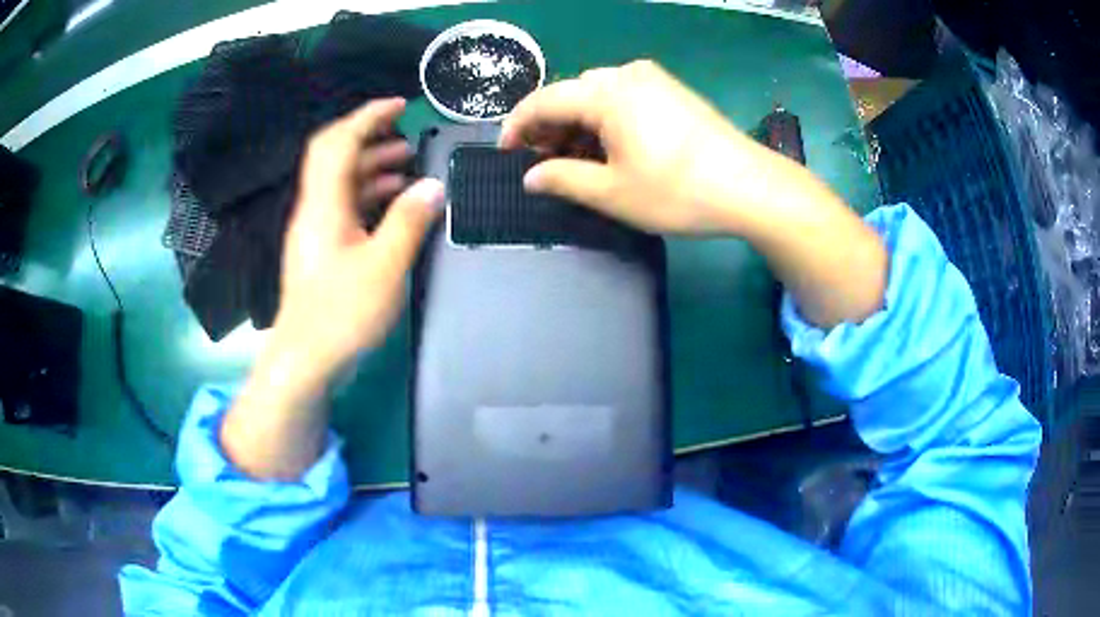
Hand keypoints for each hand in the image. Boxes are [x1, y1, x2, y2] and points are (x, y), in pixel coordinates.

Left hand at [222, 99, 442, 479]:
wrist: (305, 360)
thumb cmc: (341, 314)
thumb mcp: (385, 267)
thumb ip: (409, 221)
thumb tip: (432, 186)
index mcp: (324, 206)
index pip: (338, 142)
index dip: (366, 117)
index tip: (399, 106)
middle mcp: (315, 211)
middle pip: (336, 158)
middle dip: (371, 140)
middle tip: (408, 138)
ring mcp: (316, 233)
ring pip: (342, 184)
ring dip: (372, 169)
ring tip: (408, 167)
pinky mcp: (322, 252)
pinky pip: (345, 209)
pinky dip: (369, 197)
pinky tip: (394, 205)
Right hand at [500, 60, 790, 234]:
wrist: (750, 187)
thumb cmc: (678, 191)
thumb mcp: (612, 193)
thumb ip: (562, 179)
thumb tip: (531, 176)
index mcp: (606, 93)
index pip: (543, 100)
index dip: (517, 126)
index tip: (504, 152)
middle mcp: (626, 74)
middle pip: (570, 94)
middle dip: (549, 127)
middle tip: (543, 163)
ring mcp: (653, 80)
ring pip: (597, 95)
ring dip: (578, 124)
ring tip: (575, 160)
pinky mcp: (672, 91)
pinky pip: (623, 97)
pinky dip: (605, 120)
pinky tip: (608, 147)